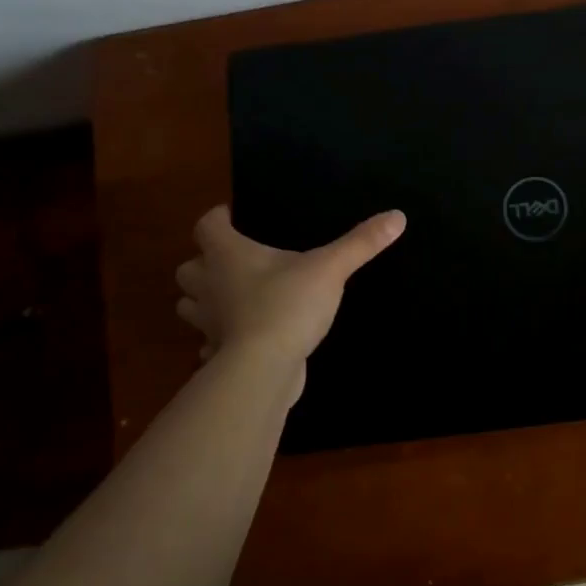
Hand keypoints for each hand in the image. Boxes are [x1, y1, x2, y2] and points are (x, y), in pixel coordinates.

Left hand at [175, 206, 405, 370]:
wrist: (263, 369)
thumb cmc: (288, 306)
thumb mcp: (331, 269)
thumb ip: (361, 243)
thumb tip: (397, 216)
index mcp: (228, 255)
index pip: (207, 225)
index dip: (218, 218)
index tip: (233, 217)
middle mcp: (209, 286)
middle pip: (188, 268)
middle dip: (204, 263)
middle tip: (232, 261)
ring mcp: (209, 323)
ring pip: (190, 306)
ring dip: (204, 301)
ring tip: (232, 299)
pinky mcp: (217, 355)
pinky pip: (209, 343)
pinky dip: (218, 340)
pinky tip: (240, 340)